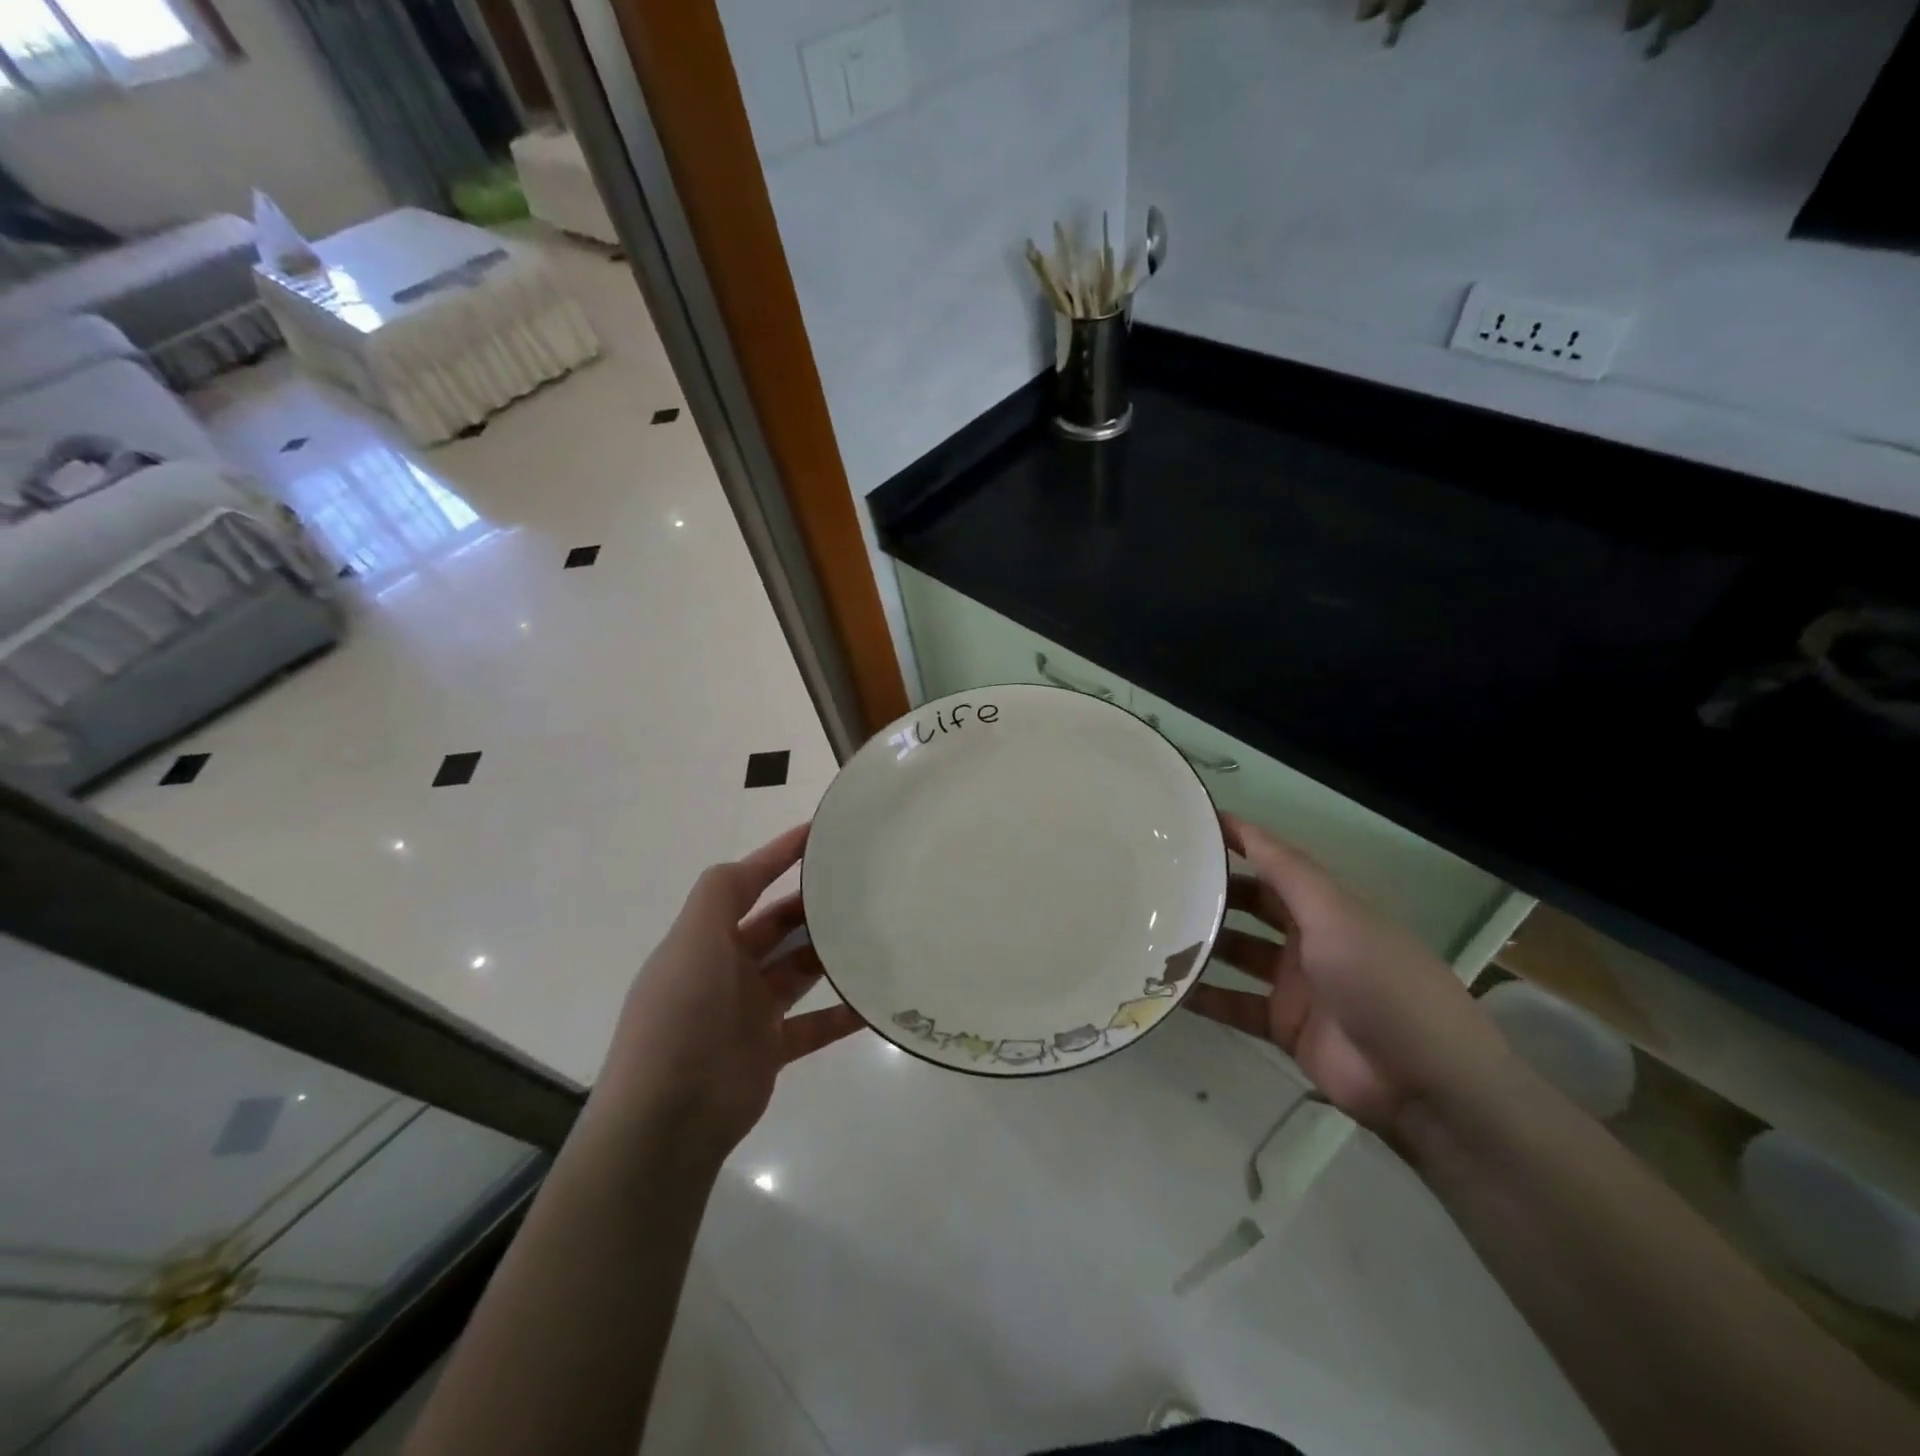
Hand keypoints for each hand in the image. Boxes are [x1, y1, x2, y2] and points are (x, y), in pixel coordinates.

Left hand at [594, 824, 862, 1162]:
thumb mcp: (692, 940)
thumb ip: (720, 894)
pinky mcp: (769, 1050)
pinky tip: (874, 1002)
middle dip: (812, 905)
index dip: (778, 855)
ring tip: (875, 933)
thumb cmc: (680, 1016)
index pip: (746, 884)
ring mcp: (748, 1012)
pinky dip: (842, 1014)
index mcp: (705, 939)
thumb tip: (753, 863)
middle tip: (861, 886)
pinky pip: (815, 1025)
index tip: (819, 833)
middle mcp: (726, 969)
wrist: (666, 1120)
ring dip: (831, 954)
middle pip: (778, 926)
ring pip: (799, 971)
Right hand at [1185, 814, 1515, 1141]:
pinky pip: (1234, 1004)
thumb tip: (1243, 826)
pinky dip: (1204, 997)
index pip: (1277, 862)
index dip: (1240, 840)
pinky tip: (1165, 989)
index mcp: (1330, 907)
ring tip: (1151, 929)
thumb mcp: (1337, 916)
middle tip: (1160, 880)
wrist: (1424, 1084)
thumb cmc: (1382, 984)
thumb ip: (1288, 874)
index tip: (1192, 822)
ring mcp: (1297, 985)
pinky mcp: (1284, 1027)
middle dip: (1214, 892)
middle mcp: (1311, 939)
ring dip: (1203, 943)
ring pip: (1238, 954)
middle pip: (1253, 906)